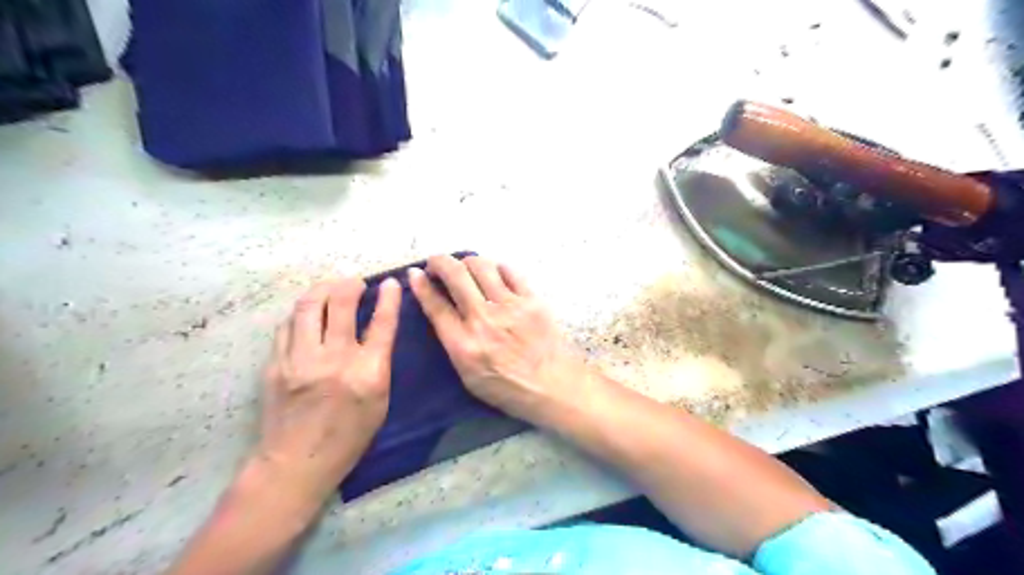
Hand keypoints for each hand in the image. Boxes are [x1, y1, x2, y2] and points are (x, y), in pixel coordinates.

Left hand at [257, 275, 398, 504]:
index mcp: (368, 372)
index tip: (391, 282)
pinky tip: (309, 313)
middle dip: (351, 284)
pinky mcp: (276, 363)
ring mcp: (300, 359)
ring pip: (309, 306)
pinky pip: (289, 325)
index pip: (382, 323)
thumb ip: (379, 364)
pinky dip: (302, 312)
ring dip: (323, 290)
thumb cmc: (349, 437)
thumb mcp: (380, 401)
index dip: (389, 298)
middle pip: (341, 303)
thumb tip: (376, 331)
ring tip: (331, 288)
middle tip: (356, 282)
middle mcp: (335, 359)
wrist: (296, 463)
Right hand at [403, 254, 588, 422]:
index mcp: (463, 344)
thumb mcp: (468, 376)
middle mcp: (483, 319)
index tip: (414, 274)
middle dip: (440, 262)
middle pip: (455, 275)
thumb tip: (441, 313)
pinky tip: (494, 274)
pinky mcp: (532, 300)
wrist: (553, 386)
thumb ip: (453, 344)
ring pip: (481, 266)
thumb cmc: (508, 388)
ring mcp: (510, 306)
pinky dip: (496, 268)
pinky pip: (510, 271)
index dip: (420, 285)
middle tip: (436, 264)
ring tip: (465, 268)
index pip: (435, 305)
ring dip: (467, 262)